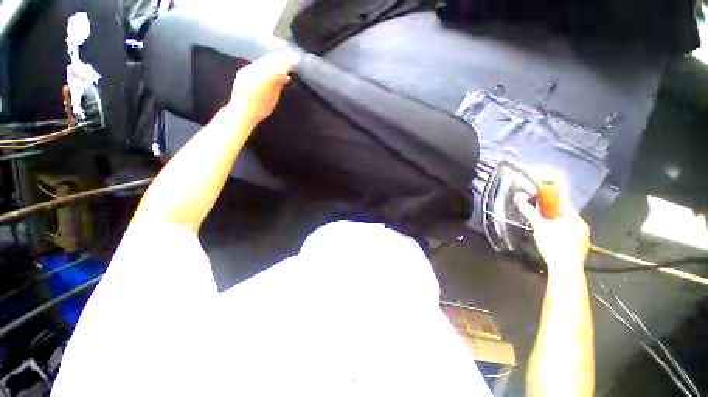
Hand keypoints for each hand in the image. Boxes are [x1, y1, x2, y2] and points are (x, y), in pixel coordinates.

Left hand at [227, 50, 300, 126]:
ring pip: (263, 61)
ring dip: (273, 61)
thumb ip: (278, 84)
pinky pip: (257, 65)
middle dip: (280, 58)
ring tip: (282, 63)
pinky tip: (270, 70)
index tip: (296, 60)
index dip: (287, 61)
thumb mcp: (273, 98)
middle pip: (270, 59)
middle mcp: (255, 69)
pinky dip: (265, 65)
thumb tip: (286, 76)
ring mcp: (247, 69)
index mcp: (264, 76)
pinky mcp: (243, 72)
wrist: (241, 113)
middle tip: (290, 57)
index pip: (278, 64)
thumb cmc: (260, 109)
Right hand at [517, 191, 589, 271]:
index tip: (542, 191)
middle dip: (551, 208)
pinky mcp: (578, 247)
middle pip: (565, 213)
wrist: (565, 267)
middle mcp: (581, 226)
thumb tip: (519, 201)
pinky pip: (567, 232)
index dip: (552, 196)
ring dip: (554, 219)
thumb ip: (531, 213)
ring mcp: (581, 237)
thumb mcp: (540, 226)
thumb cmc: (554, 243)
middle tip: (539, 205)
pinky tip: (550, 232)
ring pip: (566, 223)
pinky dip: (558, 228)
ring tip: (543, 218)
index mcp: (575, 219)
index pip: (563, 202)